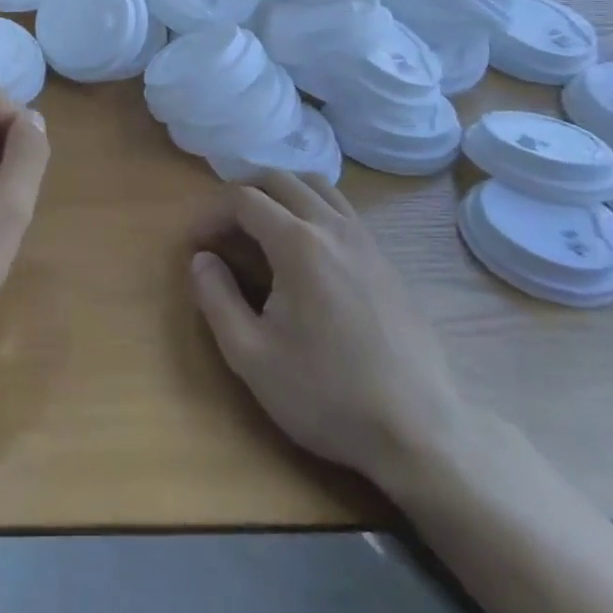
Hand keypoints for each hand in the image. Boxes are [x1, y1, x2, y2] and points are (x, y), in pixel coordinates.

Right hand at [189, 172, 483, 496]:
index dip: (210, 213)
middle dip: (242, 192)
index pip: (243, 199)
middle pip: (280, 179)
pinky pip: (343, 211)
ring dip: (281, 193)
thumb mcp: (250, 356)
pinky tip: (306, 251)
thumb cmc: (325, 396)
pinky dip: (313, 209)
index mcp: (298, 243)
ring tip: (261, 227)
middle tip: (221, 228)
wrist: (418, 434)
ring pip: (318, 187)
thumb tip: (201, 259)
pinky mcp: (388, 262)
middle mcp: (334, 227)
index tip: (194, 244)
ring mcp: (367, 241)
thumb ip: (215, 298)